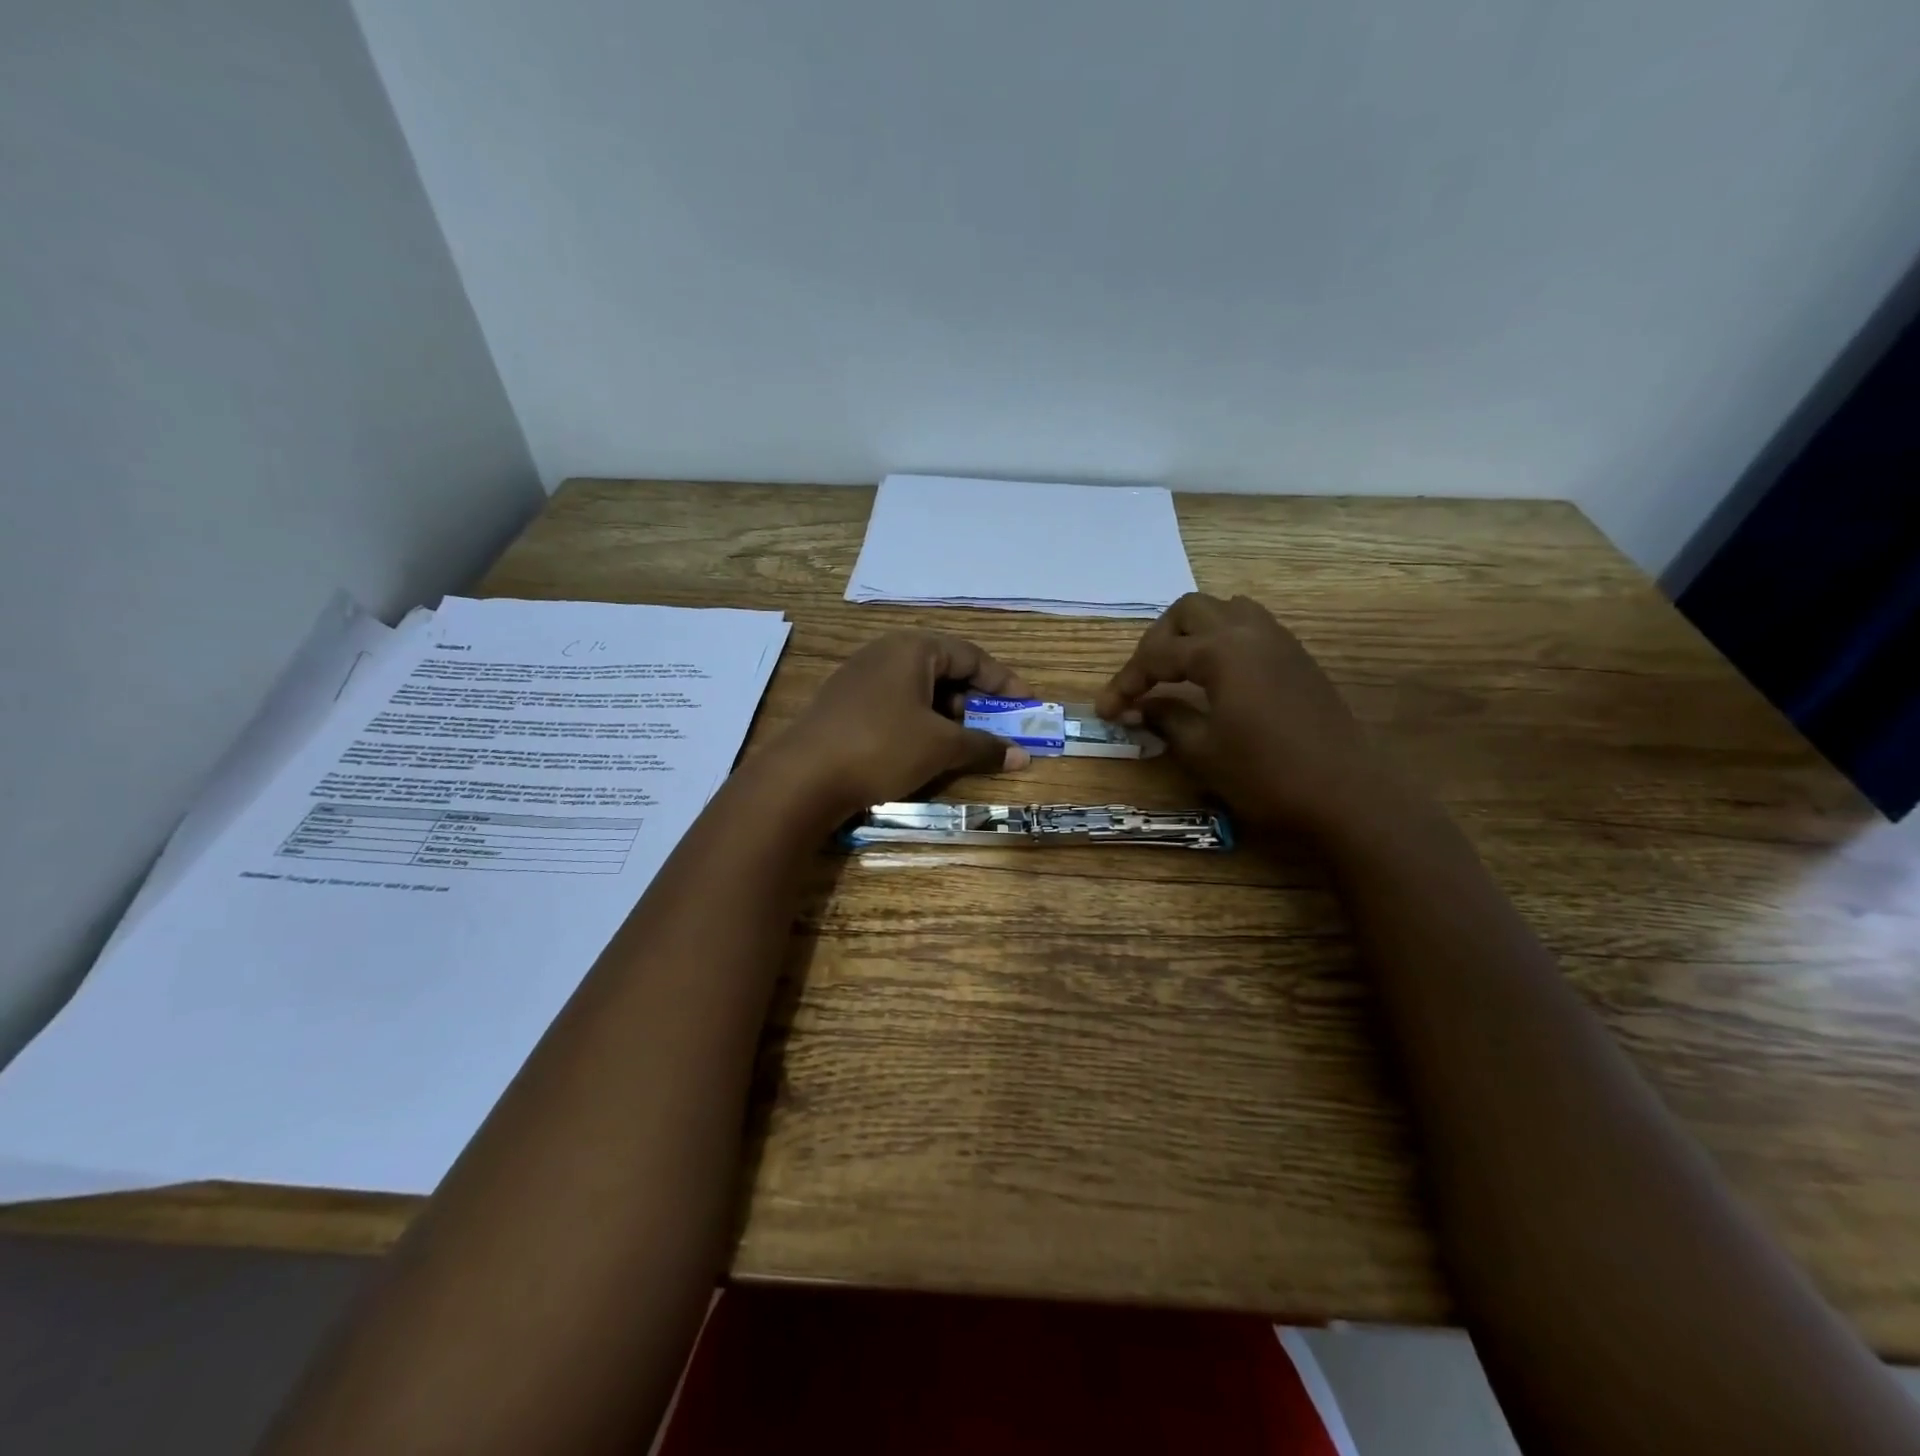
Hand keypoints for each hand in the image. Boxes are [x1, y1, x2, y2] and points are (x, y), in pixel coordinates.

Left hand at [772, 631, 1033, 816]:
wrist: (802, 777)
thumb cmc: (881, 747)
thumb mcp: (940, 747)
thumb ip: (983, 746)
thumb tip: (1021, 756)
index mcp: (912, 648)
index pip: (971, 655)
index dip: (1003, 682)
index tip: (1027, 705)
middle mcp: (885, 653)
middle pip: (944, 670)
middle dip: (975, 700)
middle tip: (996, 727)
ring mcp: (860, 677)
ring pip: (919, 690)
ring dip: (948, 715)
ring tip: (963, 743)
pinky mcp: (845, 704)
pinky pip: (896, 704)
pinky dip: (920, 722)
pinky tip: (924, 749)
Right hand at [1095, 593, 1383, 838]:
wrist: (1346, 793)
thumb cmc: (1266, 774)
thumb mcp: (1203, 751)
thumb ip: (1165, 719)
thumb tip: (1139, 707)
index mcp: (1221, 651)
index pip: (1158, 654)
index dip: (1126, 681)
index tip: (1106, 710)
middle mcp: (1249, 632)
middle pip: (1189, 611)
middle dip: (1157, 640)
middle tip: (1143, 680)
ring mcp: (1279, 641)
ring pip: (1224, 610)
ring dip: (1193, 632)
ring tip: (1177, 669)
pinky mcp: (1297, 658)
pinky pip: (1251, 627)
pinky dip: (1222, 640)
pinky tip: (1216, 676)